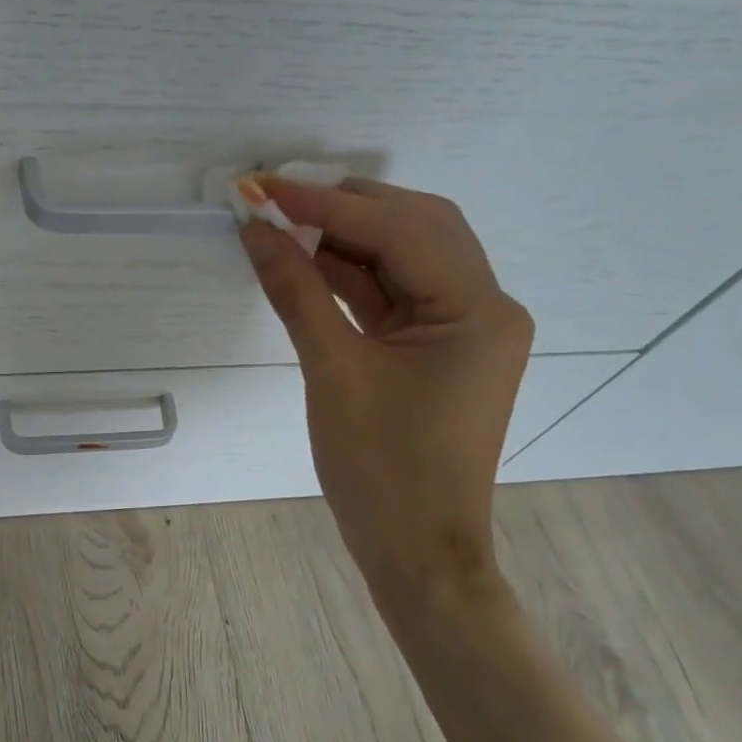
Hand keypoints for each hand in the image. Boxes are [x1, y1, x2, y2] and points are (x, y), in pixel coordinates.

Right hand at [240, 178, 532, 617]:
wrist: (418, 554)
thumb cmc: (382, 471)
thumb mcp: (333, 373)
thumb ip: (296, 292)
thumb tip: (257, 231)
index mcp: (477, 310)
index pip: (399, 230)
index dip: (326, 205)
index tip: (263, 187)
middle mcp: (484, 305)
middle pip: (415, 226)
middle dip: (344, 207)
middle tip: (276, 200)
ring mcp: (464, 326)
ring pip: (404, 255)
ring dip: (345, 237)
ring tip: (283, 224)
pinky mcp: (438, 346)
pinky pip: (393, 291)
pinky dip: (350, 274)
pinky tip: (306, 261)